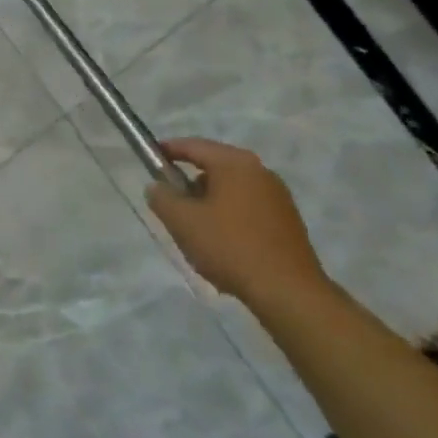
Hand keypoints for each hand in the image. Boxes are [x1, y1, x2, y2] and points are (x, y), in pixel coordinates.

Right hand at [145, 138, 326, 307]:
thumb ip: (162, 198)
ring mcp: (278, 197)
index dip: (168, 149)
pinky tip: (221, 244)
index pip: (194, 146)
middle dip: (189, 182)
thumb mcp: (182, 221)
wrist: (288, 292)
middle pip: (214, 167)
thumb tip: (157, 187)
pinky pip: (247, 208)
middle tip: (169, 201)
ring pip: (231, 190)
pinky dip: (228, 217)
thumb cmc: (230, 247)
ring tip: (194, 229)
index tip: (149, 157)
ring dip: (209, 202)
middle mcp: (260, 172)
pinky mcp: (287, 221)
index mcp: (235, 163)